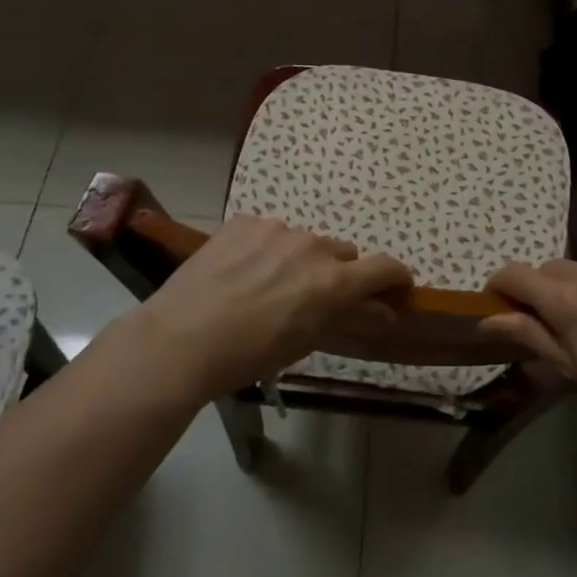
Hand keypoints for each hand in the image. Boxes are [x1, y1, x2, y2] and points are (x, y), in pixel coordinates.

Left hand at [118, 216, 412, 400]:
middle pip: (342, 254)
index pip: (385, 267)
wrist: (179, 340)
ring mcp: (277, 229)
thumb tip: (386, 310)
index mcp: (333, 281)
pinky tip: (240, 272)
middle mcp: (312, 247)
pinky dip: (266, 249)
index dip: (396, 276)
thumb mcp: (306, 343)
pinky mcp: (245, 222)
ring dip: (298, 259)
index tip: (396, 287)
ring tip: (266, 286)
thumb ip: (351, 318)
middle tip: (311, 298)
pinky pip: (270, 232)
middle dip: (337, 273)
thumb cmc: (249, 355)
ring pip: (304, 242)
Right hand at [481, 258, 576, 444]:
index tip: (498, 304)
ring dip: (573, 288)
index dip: (499, 286)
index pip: (515, 274)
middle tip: (548, 324)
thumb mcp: (572, 368)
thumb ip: (528, 335)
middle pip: (548, 270)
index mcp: (568, 301)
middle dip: (539, 291)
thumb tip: (486, 320)